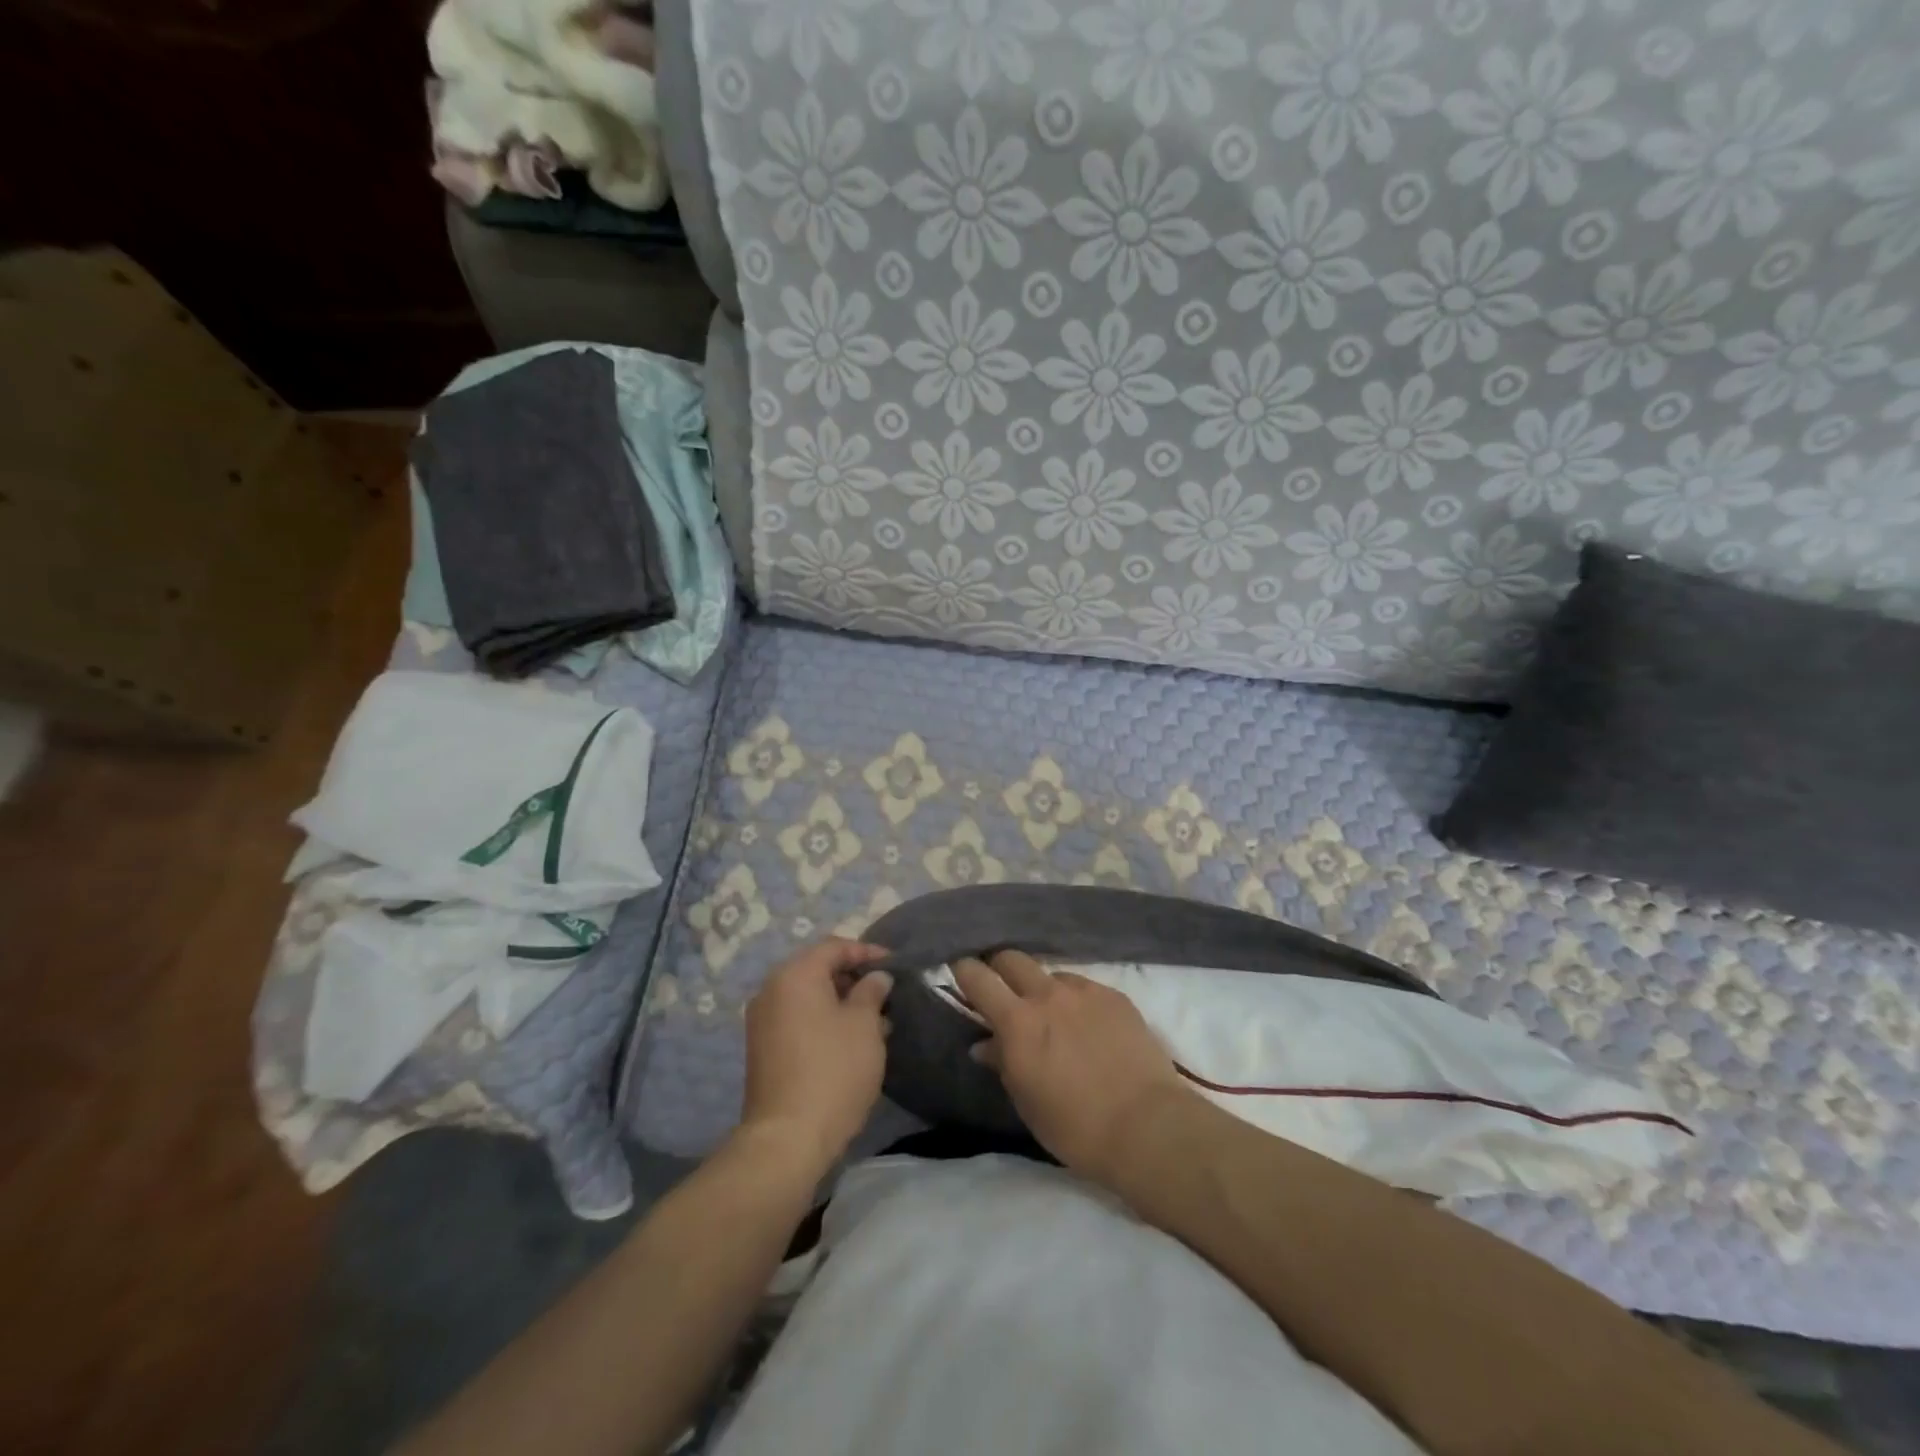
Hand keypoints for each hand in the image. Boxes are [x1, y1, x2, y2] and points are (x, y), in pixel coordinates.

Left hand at [741, 938, 892, 1173]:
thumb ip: (872, 992)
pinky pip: (797, 1019)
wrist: (787, 1139)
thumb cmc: (833, 1070)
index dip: (867, 952)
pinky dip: (823, 1021)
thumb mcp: (864, 1025)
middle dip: (853, 978)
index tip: (895, 965)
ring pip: (808, 997)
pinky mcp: (762, 1049)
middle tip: (885, 993)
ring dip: (840, 1002)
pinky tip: (849, 1041)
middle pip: (817, 969)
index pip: (834, 947)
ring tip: (874, 1020)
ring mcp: (762, 1021)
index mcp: (795, 975)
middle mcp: (771, 990)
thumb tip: (875, 977)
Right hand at [952, 951, 1190, 1184]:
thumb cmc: (1075, 1127)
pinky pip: (1084, 987)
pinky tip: (1088, 1026)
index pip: (978, 977)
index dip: (963, 970)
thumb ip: (1003, 1063)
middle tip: (1001, 989)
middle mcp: (1047, 995)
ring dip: (1042, 987)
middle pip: (1012, 958)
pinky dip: (1076, 1000)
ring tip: (1053, 1015)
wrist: (1147, 1126)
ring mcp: (1085, 991)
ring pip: (1051, 973)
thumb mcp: (1027, 1101)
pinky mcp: (1115, 996)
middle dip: (1000, 968)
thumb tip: (985, 1043)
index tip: (959, 973)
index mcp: (1017, 1022)